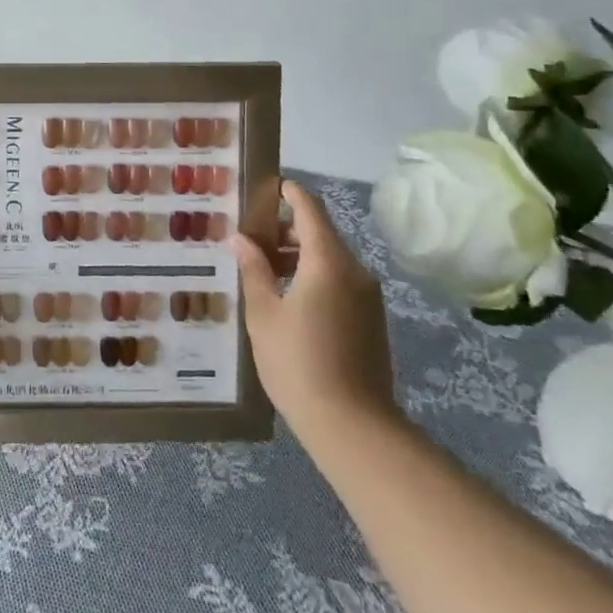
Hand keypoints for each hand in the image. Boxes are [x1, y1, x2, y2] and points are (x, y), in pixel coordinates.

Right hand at [231, 181, 401, 456]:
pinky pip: (340, 283)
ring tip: (263, 272)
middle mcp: (355, 271)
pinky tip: (287, 301)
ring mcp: (368, 298)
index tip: (268, 186)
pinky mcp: (372, 321)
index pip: (310, 210)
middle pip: (321, 234)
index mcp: (328, 262)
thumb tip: (241, 239)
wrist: (353, 426)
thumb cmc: (298, 362)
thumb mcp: (264, 313)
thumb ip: (254, 270)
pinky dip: (314, 278)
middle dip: (287, 230)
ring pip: (330, 260)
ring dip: (299, 257)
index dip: (290, 193)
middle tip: (250, 239)